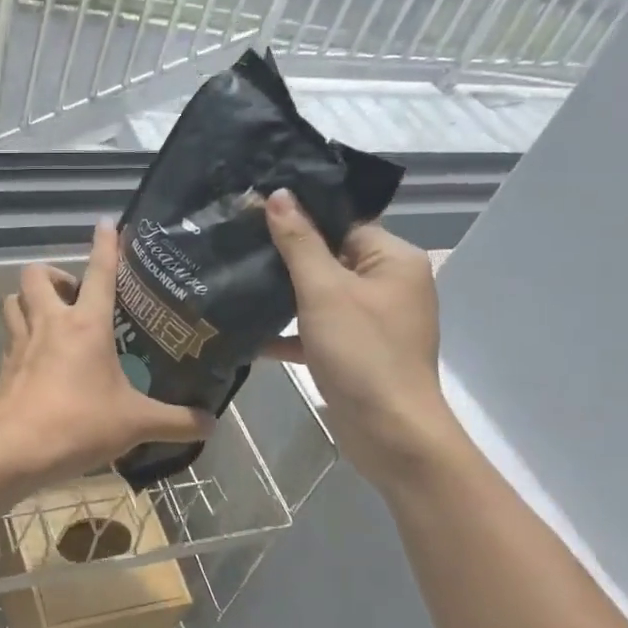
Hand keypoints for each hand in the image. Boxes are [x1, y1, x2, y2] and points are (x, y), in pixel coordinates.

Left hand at [0, 221, 211, 488]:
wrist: (16, 451)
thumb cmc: (79, 424)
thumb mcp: (135, 424)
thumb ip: (175, 421)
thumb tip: (211, 423)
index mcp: (86, 325)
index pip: (99, 272)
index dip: (106, 244)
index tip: (107, 223)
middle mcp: (49, 323)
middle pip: (37, 275)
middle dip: (54, 274)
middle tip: (74, 296)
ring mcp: (21, 342)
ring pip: (14, 300)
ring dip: (30, 300)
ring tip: (51, 318)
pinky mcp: (3, 366)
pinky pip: (9, 335)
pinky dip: (20, 334)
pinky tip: (37, 356)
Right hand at [262, 189, 457, 479]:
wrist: (389, 433)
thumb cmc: (362, 352)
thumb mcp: (324, 290)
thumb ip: (299, 242)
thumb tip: (279, 194)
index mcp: (393, 260)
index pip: (343, 223)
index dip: (300, 216)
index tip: (253, 210)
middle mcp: (388, 285)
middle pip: (330, 257)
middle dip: (285, 256)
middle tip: (236, 243)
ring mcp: (373, 321)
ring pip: (320, 295)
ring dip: (283, 295)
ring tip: (233, 280)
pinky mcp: (356, 351)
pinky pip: (318, 329)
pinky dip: (290, 332)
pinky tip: (249, 333)